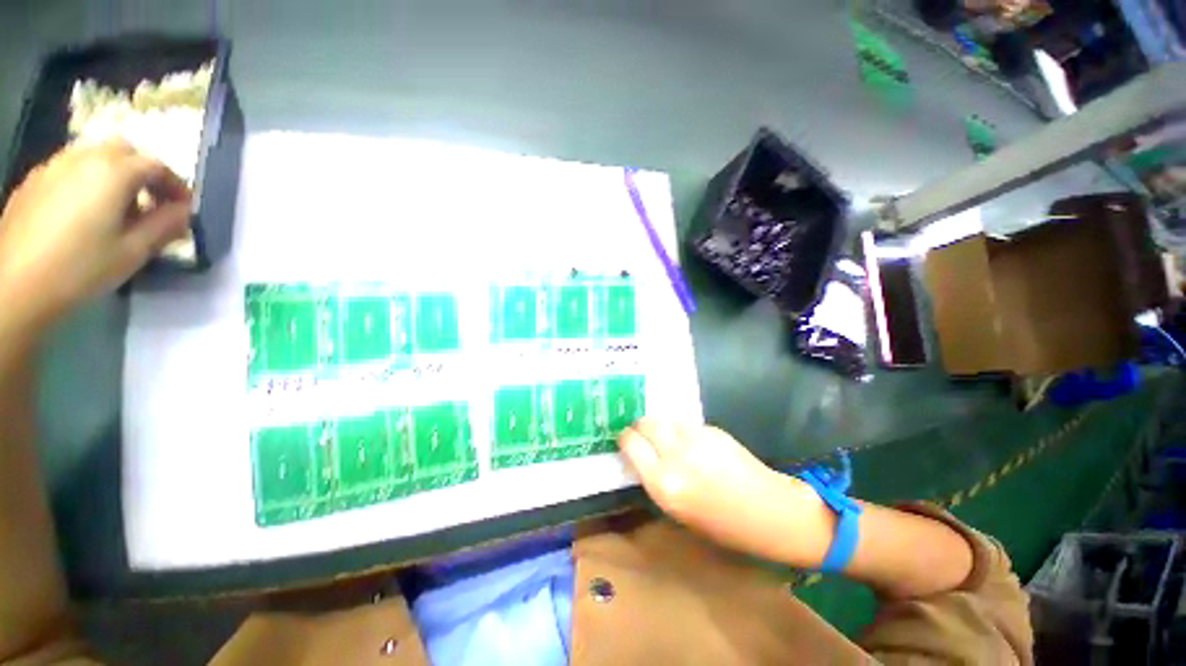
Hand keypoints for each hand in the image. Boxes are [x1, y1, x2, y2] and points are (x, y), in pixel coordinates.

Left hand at [0, 140, 190, 327]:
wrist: (14, 286)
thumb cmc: (80, 269)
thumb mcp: (133, 252)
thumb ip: (164, 226)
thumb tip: (184, 212)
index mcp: (113, 172)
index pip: (157, 166)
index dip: (176, 186)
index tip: (184, 209)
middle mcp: (84, 157)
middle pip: (124, 151)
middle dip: (143, 172)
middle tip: (151, 202)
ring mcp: (54, 167)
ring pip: (94, 155)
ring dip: (114, 174)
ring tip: (116, 207)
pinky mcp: (34, 181)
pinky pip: (69, 169)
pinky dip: (86, 180)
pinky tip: (83, 210)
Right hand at [618, 419, 815, 555]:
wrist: (767, 511)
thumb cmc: (719, 523)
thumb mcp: (676, 508)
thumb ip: (655, 477)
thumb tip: (640, 452)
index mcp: (663, 483)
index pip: (630, 444)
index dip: (626, 438)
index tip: (626, 439)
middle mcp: (675, 456)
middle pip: (645, 423)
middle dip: (640, 426)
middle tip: (644, 433)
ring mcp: (695, 438)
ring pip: (664, 418)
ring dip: (661, 425)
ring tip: (668, 437)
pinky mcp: (711, 429)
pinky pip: (685, 423)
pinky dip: (681, 429)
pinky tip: (693, 442)